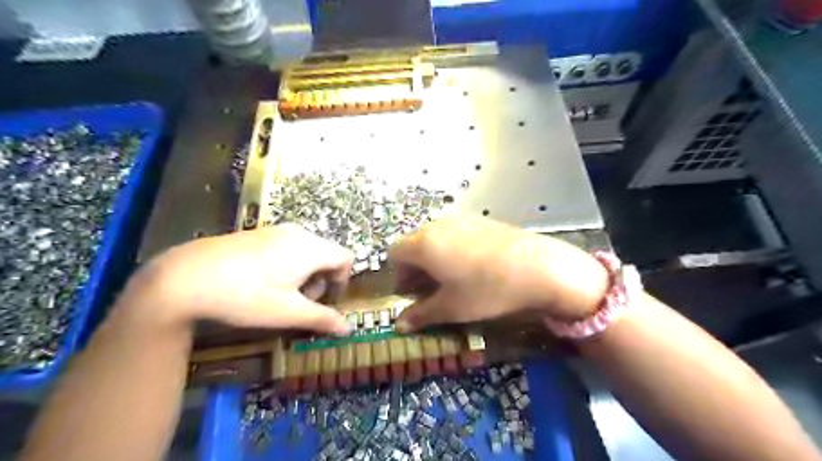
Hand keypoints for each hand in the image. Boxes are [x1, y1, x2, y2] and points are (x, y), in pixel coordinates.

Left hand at [122, 224, 351, 334]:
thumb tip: (348, 328)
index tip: (324, 300)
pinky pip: (286, 247)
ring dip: (304, 273)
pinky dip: (286, 264)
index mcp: (311, 248)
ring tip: (280, 294)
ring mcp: (275, 230)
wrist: (185, 277)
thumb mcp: (288, 313)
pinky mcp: (256, 233)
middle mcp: (298, 233)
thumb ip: (322, 319)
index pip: (345, 258)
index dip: (342, 280)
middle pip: (326, 254)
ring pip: (306, 250)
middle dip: (321, 279)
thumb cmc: (246, 295)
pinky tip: (260, 282)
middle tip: (300, 301)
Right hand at [390, 214, 608, 330]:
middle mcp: (437, 225)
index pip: (394, 253)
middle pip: (413, 244)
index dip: (399, 275)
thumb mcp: (451, 307)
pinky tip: (473, 266)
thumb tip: (399, 325)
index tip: (413, 294)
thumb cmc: (487, 289)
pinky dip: (452, 249)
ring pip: (434, 238)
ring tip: (453, 279)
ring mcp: (460, 219)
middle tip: (432, 290)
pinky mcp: (480, 219)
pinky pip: (454, 232)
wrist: (538, 267)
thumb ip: (421, 315)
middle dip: (416, 268)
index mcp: (423, 244)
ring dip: (434, 258)